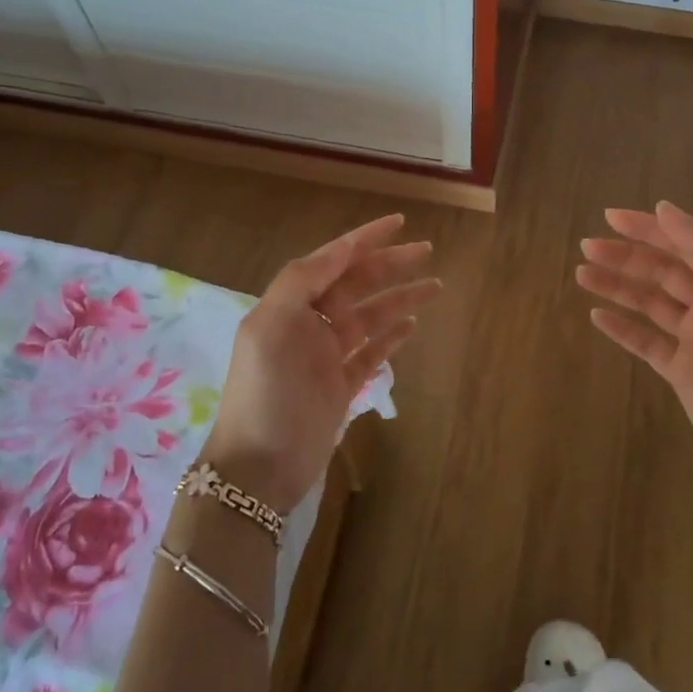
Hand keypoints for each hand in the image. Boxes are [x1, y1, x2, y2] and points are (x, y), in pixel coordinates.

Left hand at [204, 214, 439, 512]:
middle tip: (426, 251)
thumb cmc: (265, 392)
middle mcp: (310, 324)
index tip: (397, 222)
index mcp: (291, 305)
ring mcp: (327, 356)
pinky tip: (412, 326)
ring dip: (400, 299)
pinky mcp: (341, 386)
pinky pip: (372, 353)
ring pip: (370, 317)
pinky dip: (391, 338)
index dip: (364, 239)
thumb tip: (342, 247)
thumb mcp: (272, 327)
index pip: (333, 260)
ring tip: (434, 287)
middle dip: (389, 265)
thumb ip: (302, 280)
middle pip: (356, 284)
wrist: (258, 469)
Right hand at [576, 200, 692, 498]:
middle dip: (626, 256)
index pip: (684, 242)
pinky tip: (596, 316)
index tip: (610, 216)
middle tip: (587, 247)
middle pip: (663, 270)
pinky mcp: (682, 371)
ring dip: (617, 286)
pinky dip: (622, 328)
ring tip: (581, 274)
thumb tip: (664, 208)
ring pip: (649, 303)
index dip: (649, 228)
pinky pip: (646, 341)